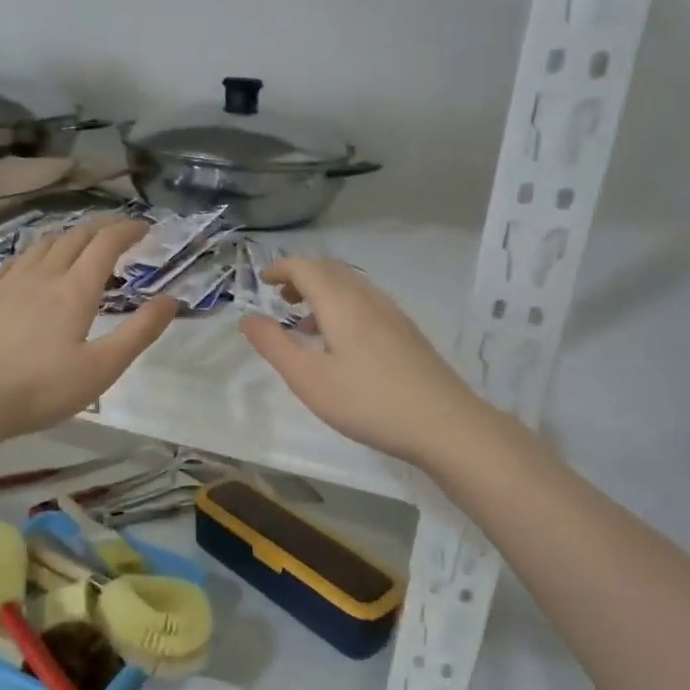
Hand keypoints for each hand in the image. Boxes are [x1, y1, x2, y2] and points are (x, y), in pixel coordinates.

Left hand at [0, 219, 176, 450]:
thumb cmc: (39, 389)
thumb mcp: (101, 369)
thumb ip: (139, 332)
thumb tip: (171, 300)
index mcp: (74, 290)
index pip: (106, 244)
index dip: (128, 230)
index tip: (146, 227)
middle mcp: (42, 276)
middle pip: (75, 237)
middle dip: (101, 228)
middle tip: (119, 232)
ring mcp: (7, 283)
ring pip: (42, 244)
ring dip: (68, 236)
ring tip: (80, 243)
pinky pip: (14, 261)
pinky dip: (35, 253)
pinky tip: (32, 265)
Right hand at [239, 256, 492, 469]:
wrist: (443, 422)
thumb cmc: (366, 400)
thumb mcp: (308, 378)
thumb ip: (274, 345)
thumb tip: (246, 318)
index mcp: (341, 301)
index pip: (306, 266)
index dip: (280, 268)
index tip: (262, 282)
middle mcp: (368, 297)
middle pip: (330, 271)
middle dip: (301, 278)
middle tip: (280, 298)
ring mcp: (392, 314)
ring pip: (351, 288)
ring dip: (323, 294)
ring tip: (304, 323)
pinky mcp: (406, 333)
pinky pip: (366, 305)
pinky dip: (342, 309)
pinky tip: (340, 344)